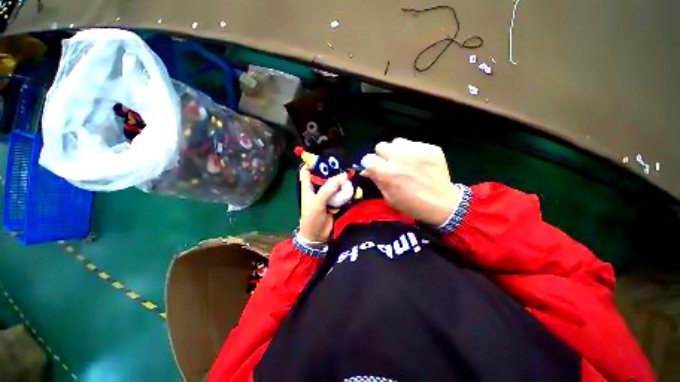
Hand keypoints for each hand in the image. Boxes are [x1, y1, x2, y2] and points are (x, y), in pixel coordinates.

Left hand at [298, 167, 347, 242]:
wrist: (317, 236)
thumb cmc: (312, 218)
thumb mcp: (317, 202)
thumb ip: (328, 189)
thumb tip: (343, 176)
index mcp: (308, 187)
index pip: (307, 170)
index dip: (313, 163)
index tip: (325, 158)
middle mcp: (317, 189)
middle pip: (323, 176)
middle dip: (332, 170)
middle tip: (343, 164)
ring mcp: (326, 195)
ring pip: (333, 184)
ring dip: (340, 180)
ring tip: (349, 173)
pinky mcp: (334, 202)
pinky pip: (339, 193)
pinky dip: (344, 189)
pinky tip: (351, 185)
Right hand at [364, 138, 457, 225]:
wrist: (443, 204)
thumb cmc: (412, 204)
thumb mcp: (389, 197)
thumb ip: (376, 180)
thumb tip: (366, 169)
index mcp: (387, 173)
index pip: (368, 158)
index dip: (371, 164)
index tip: (376, 168)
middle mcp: (400, 158)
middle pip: (381, 146)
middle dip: (383, 155)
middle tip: (391, 164)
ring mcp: (416, 151)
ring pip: (396, 142)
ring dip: (397, 151)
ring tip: (405, 161)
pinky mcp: (430, 148)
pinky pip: (413, 143)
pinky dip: (412, 151)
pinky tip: (418, 162)